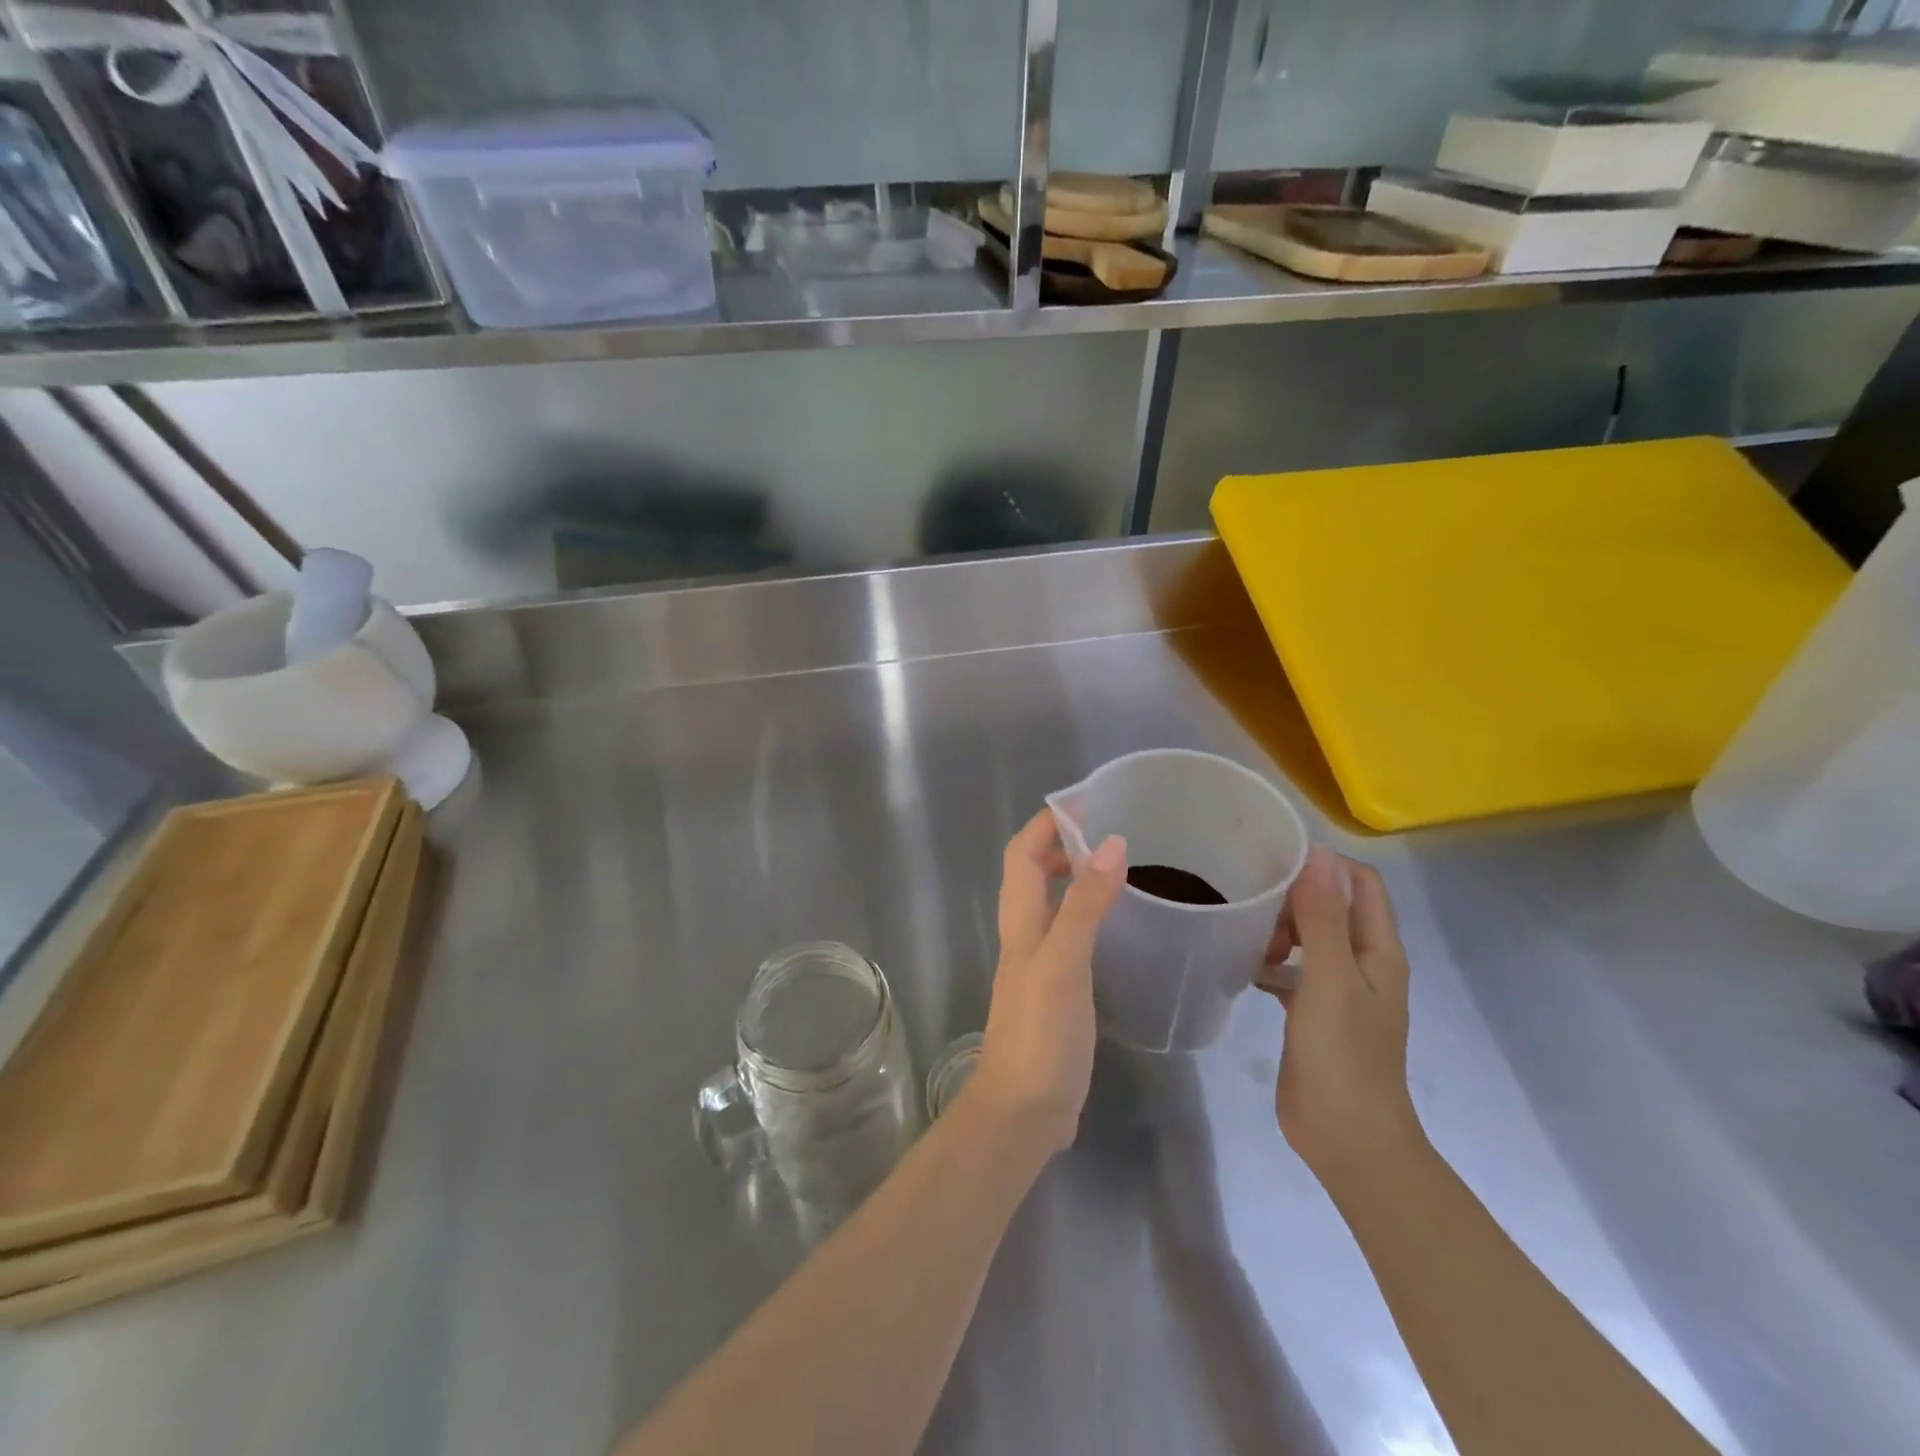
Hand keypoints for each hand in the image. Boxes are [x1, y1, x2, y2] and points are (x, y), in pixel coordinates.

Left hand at [969, 808, 1125, 1155]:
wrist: (1023, 1112)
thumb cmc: (1040, 1034)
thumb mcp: (1063, 964)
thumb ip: (1084, 906)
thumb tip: (1112, 844)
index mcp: (1020, 921)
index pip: (1021, 853)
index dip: (1046, 823)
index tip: (1086, 802)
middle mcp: (1024, 935)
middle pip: (1031, 873)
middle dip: (1060, 843)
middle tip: (1107, 830)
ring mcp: (1038, 965)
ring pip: (1049, 903)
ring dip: (1072, 877)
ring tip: (1116, 867)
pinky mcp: (1055, 991)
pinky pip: (1068, 935)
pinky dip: (1085, 915)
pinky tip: (1116, 927)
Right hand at [1258, 846, 1421, 1191]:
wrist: (1347, 1140)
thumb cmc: (1343, 1056)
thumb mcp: (1330, 979)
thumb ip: (1323, 917)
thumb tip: (1317, 853)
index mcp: (1378, 950)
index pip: (1359, 883)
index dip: (1323, 865)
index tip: (1273, 862)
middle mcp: (1363, 964)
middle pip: (1331, 907)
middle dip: (1293, 899)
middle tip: (1252, 906)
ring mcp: (1339, 990)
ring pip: (1309, 938)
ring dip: (1279, 930)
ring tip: (1246, 939)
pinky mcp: (1314, 1013)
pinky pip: (1292, 971)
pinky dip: (1271, 963)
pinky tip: (1243, 969)